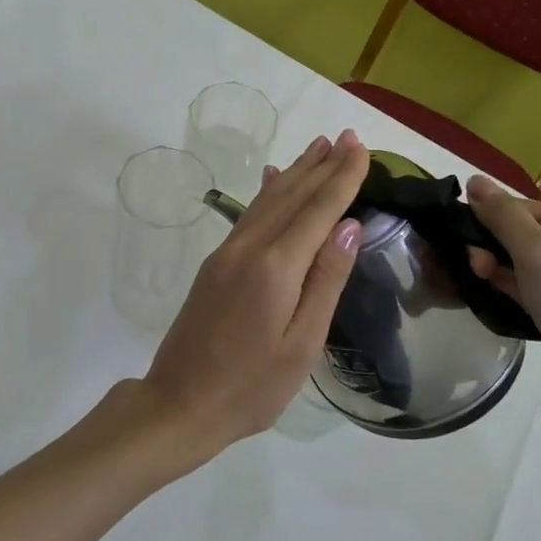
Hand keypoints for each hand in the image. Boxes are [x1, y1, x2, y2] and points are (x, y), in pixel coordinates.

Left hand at [141, 131, 369, 464]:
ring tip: (319, 146)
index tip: (362, 148)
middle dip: (323, 165)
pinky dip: (268, 191)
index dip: (343, 177)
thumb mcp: (302, 344)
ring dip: (296, 171)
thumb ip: (325, 281)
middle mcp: (249, 247)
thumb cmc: (251, 387)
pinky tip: (273, 179)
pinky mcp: (215, 264)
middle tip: (348, 137)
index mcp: (276, 267)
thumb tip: (348, 224)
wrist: (179, 403)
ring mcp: (227, 253)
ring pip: (268, 199)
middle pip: (292, 195)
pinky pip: (249, 214)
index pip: (318, 209)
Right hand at [463, 175, 540, 436]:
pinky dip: (508, 292)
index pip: (524, 208)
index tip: (457, 236)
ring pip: (524, 267)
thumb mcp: (536, 252)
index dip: (489, 218)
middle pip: (523, 236)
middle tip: (471, 266)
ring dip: (496, 270)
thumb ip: (502, 216)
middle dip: (491, 246)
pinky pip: (530, 294)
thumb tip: (475, 180)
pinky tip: (488, 298)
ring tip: (475, 281)